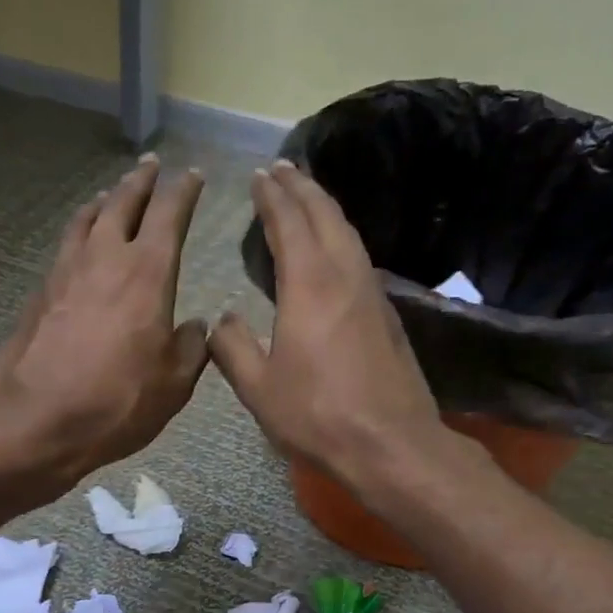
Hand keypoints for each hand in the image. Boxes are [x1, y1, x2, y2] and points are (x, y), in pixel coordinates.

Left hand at [0, 156, 209, 493]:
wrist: (34, 421)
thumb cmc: (116, 402)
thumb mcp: (174, 384)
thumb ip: (191, 348)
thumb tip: (195, 326)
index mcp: (147, 272)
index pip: (169, 214)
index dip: (183, 191)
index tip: (191, 175)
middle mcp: (104, 258)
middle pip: (122, 203)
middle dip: (140, 182)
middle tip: (150, 166)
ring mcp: (66, 272)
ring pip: (87, 219)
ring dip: (104, 202)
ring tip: (112, 195)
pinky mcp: (40, 293)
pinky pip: (66, 246)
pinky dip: (80, 232)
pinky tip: (80, 244)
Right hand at [210, 161, 442, 489]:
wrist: (391, 444)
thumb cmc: (318, 416)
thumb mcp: (259, 388)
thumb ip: (233, 348)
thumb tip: (221, 320)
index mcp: (309, 285)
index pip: (289, 223)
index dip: (272, 197)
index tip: (259, 176)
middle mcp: (344, 276)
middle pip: (325, 215)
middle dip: (302, 187)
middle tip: (282, 168)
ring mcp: (372, 293)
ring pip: (348, 232)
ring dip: (325, 207)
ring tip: (307, 195)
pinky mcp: (387, 314)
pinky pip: (359, 256)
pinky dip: (340, 236)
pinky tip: (333, 248)